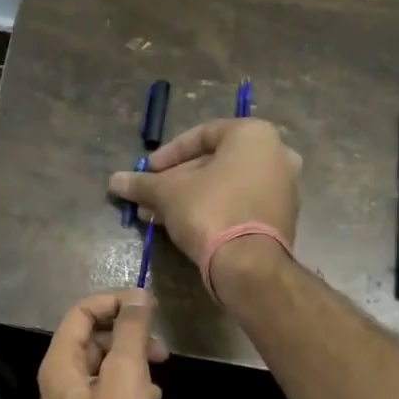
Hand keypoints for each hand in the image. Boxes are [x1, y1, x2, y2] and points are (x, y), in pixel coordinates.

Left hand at [37, 290, 165, 398]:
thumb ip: (130, 333)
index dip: (114, 302)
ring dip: (133, 362)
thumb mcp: (126, 379)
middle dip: (127, 335)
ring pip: (105, 368)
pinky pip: (111, 395)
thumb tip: (137, 296)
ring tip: (161, 373)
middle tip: (160, 349)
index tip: (150, 306)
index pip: (81, 313)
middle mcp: (61, 383)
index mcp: (60, 365)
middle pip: (93, 339)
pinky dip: (133, 388)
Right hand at [109, 118, 300, 291]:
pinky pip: (240, 204)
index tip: (147, 171)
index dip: (169, 153)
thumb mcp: (168, 193)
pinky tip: (183, 226)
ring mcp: (283, 188)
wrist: (249, 264)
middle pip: (214, 163)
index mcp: (254, 135)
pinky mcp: (281, 218)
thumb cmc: (210, 211)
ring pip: (226, 186)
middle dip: (177, 181)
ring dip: (190, 198)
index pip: (202, 134)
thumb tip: (115, 181)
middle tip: (150, 196)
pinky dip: (213, 210)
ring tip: (157, 215)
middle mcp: (277, 154)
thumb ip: (143, 183)